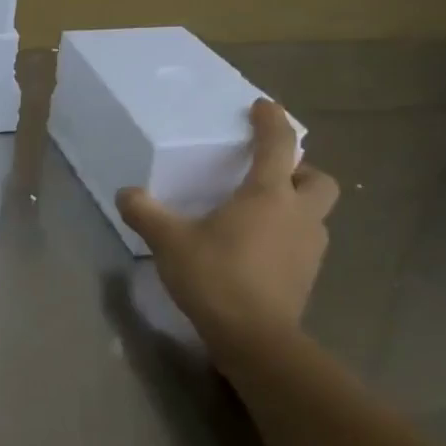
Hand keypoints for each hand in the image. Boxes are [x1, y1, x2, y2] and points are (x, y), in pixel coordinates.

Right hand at [116, 99, 339, 352]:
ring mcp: (309, 247)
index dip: (271, 121)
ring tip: (259, 215)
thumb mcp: (169, 242)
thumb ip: (146, 213)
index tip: (262, 107)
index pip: (278, 144)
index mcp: (268, 195)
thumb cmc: (216, 277)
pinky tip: (258, 250)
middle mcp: (299, 214)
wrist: (254, 338)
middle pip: (319, 179)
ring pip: (315, 213)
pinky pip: (304, 242)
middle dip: (300, 171)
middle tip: (270, 175)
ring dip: (296, 205)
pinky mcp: (308, 275)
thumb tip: (126, 194)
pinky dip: (288, 236)